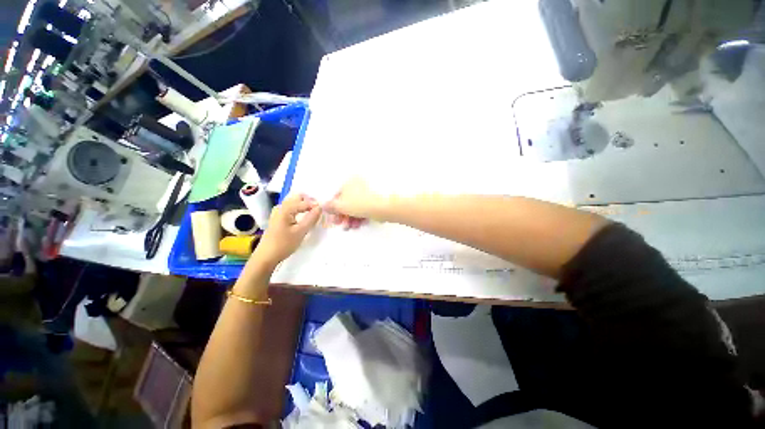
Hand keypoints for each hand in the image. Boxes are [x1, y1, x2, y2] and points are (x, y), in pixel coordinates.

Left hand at [252, 194, 321, 266]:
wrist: (266, 257)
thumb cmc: (283, 244)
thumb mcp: (300, 232)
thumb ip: (311, 218)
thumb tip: (320, 207)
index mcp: (285, 209)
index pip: (305, 202)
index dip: (316, 205)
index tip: (325, 211)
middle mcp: (281, 207)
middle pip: (298, 198)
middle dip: (310, 202)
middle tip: (319, 211)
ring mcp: (278, 212)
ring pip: (295, 203)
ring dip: (305, 206)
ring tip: (314, 214)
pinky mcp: (278, 218)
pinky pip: (292, 209)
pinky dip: (300, 211)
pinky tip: (305, 218)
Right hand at [325, 178, 386, 229]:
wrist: (385, 206)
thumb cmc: (360, 203)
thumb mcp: (342, 206)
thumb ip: (331, 206)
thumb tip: (323, 205)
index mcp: (349, 182)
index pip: (337, 195)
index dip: (334, 209)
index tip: (333, 220)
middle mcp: (359, 184)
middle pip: (347, 202)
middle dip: (344, 216)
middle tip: (343, 226)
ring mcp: (369, 192)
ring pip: (357, 206)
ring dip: (352, 218)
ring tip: (352, 227)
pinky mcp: (377, 200)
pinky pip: (365, 208)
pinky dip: (361, 216)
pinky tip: (360, 224)